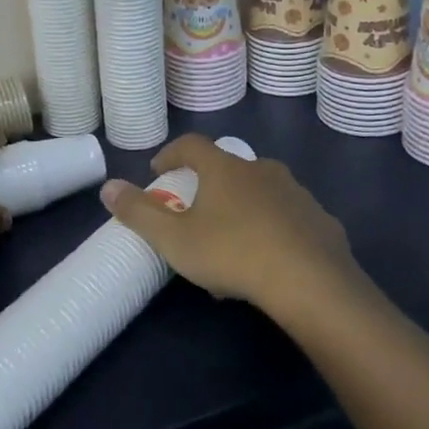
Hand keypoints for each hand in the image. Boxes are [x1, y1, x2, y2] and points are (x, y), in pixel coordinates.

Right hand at [98, 133, 359, 317]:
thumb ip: (138, 213)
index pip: (192, 145)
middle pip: (228, 168)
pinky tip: (270, 259)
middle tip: (196, 214)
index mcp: (225, 169)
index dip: (171, 154)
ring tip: (232, 243)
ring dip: (243, 208)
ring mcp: (296, 193)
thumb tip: (107, 187)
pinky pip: (289, 218)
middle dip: (209, 186)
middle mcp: (262, 170)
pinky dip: (274, 229)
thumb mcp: (174, 239)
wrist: (310, 282)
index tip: (159, 172)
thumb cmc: (232, 253)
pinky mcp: (321, 220)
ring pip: (261, 193)